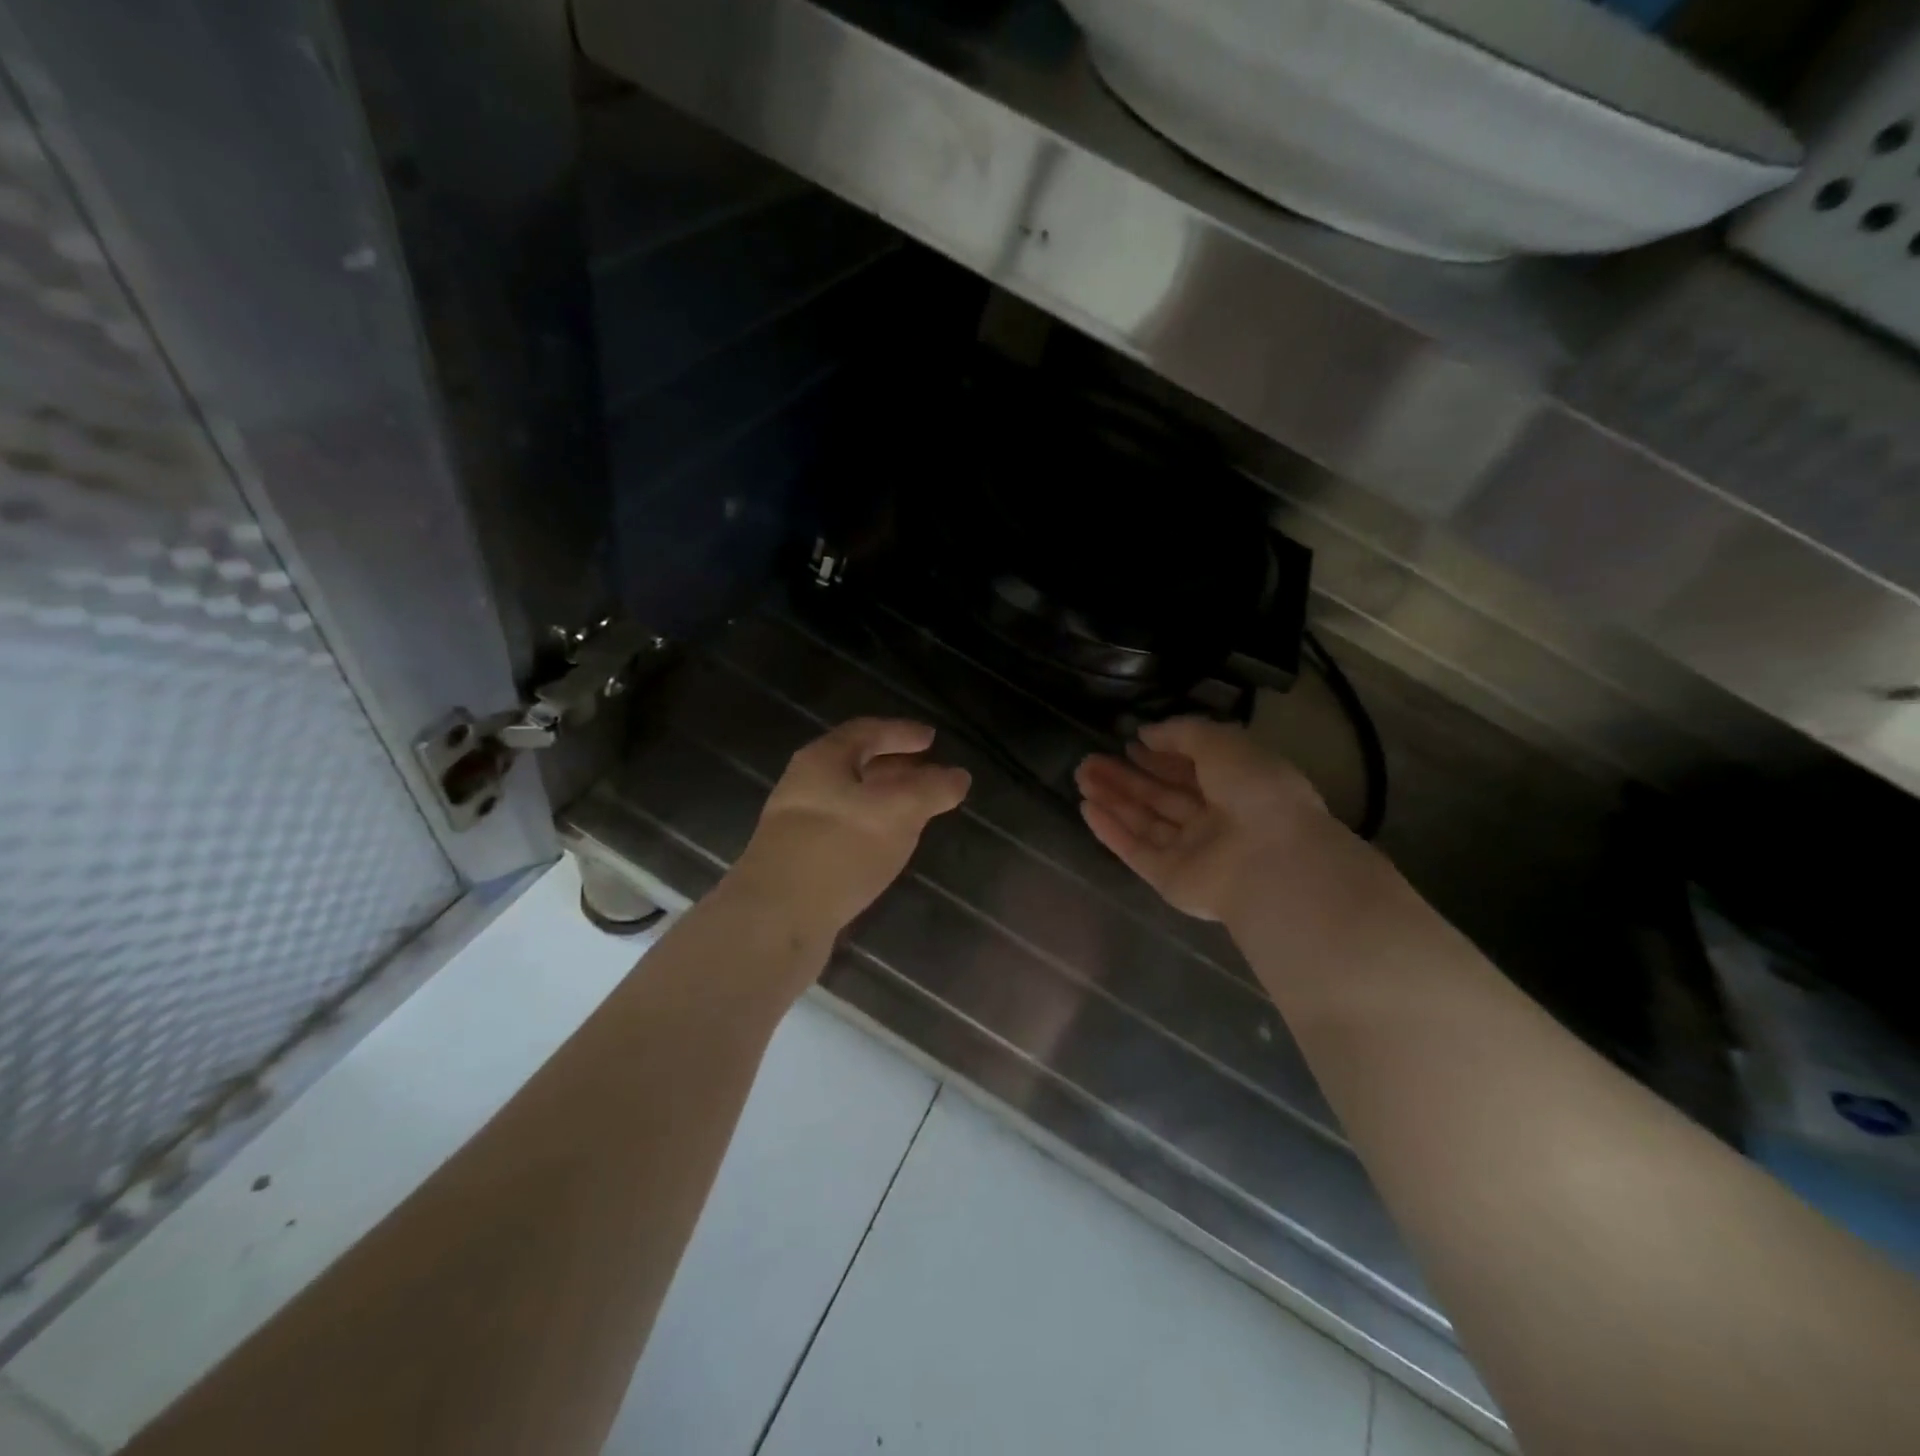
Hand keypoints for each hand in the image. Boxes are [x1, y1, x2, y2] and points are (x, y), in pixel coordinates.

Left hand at [732, 718, 970, 938]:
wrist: (776, 918)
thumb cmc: (840, 847)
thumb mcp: (899, 810)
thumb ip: (932, 789)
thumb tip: (959, 775)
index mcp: (823, 759)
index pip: (867, 731)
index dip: (902, 732)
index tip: (933, 739)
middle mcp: (805, 784)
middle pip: (856, 764)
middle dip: (896, 766)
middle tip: (929, 773)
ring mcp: (798, 824)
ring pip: (850, 799)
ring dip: (885, 799)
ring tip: (917, 812)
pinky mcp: (800, 859)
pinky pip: (844, 830)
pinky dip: (872, 827)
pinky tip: (887, 847)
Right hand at [1075, 717, 1332, 922]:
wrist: (1269, 861)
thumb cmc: (1254, 791)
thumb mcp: (1222, 742)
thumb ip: (1181, 733)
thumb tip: (1145, 733)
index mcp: (1237, 787)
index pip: (1190, 770)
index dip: (1159, 756)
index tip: (1128, 743)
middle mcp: (1214, 821)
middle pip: (1161, 796)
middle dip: (1125, 777)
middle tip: (1088, 760)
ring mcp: (1192, 852)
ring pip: (1144, 821)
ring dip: (1113, 798)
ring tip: (1080, 775)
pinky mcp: (1170, 878)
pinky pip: (1136, 850)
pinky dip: (1111, 830)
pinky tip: (1086, 808)